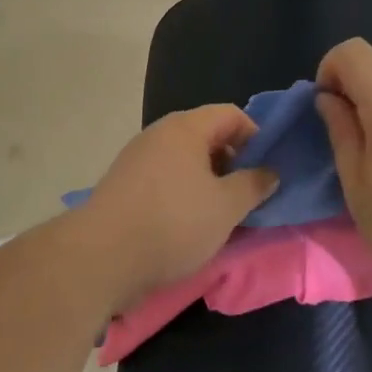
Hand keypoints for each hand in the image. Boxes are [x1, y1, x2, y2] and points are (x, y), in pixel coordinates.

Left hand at [68, 106, 278, 312]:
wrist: (102, 257)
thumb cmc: (173, 223)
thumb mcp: (226, 207)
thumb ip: (254, 185)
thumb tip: (269, 172)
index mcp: (186, 128)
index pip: (231, 114)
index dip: (255, 137)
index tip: (266, 171)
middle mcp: (159, 134)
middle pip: (206, 136)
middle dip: (232, 163)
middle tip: (247, 196)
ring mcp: (137, 158)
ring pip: (185, 161)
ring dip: (208, 183)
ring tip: (220, 216)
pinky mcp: (123, 185)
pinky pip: (164, 179)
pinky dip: (183, 194)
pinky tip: (188, 226)